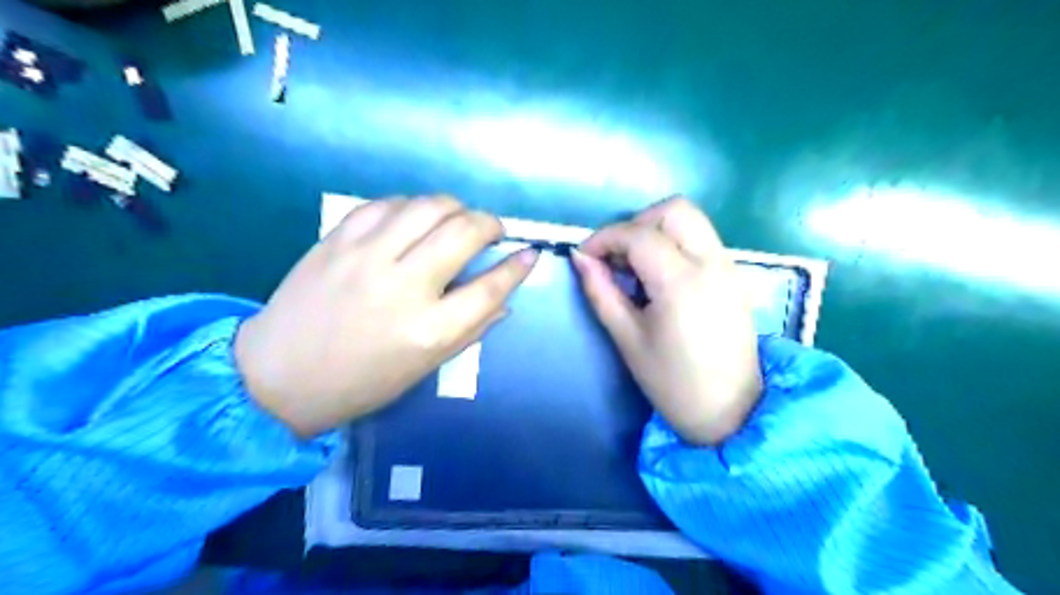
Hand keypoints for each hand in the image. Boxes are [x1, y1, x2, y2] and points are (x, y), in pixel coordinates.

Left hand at [236, 195, 541, 437]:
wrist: (277, 377)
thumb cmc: (361, 382)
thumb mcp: (424, 368)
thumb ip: (469, 330)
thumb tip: (505, 300)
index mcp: (428, 331)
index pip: (490, 288)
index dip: (517, 267)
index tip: (529, 253)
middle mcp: (403, 287)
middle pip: (463, 232)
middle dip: (489, 224)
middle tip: (492, 231)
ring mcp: (366, 257)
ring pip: (428, 206)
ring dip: (454, 207)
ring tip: (457, 218)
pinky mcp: (337, 240)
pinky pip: (386, 204)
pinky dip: (411, 206)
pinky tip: (415, 218)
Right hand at [576, 199, 756, 444]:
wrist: (730, 411)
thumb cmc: (672, 382)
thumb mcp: (627, 338)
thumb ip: (601, 291)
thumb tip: (580, 258)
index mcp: (682, 282)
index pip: (639, 234)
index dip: (605, 238)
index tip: (584, 256)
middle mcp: (712, 263)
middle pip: (674, 210)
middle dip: (637, 223)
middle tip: (616, 257)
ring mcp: (729, 266)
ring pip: (691, 220)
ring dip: (656, 231)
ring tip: (635, 267)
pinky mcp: (734, 275)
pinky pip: (701, 239)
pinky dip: (674, 243)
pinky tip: (659, 277)